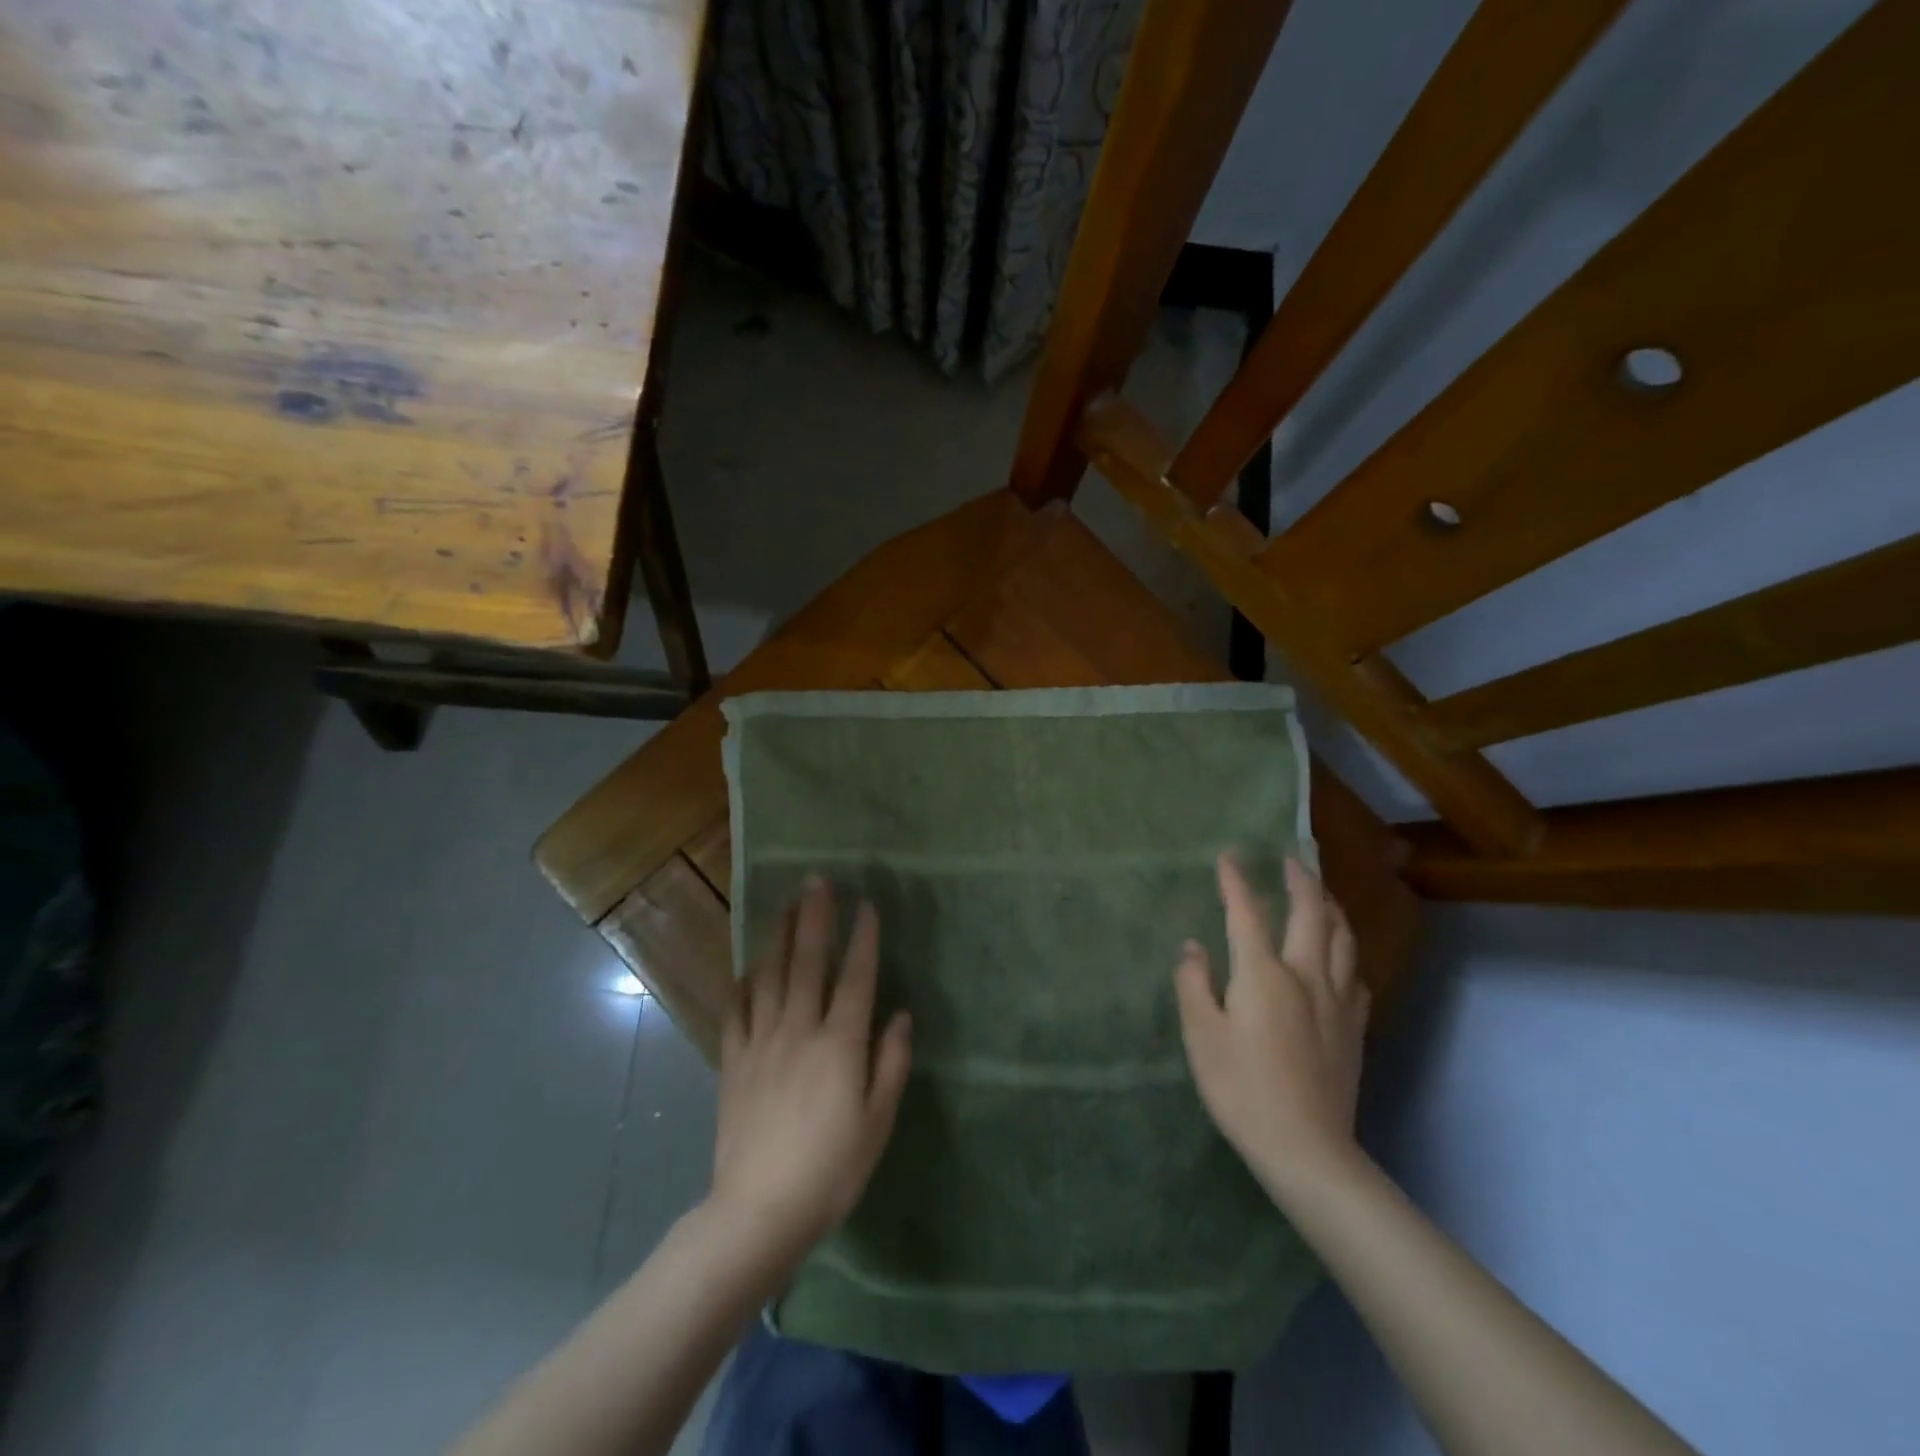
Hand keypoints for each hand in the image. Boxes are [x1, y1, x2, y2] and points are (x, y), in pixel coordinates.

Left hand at [708, 877, 913, 1264]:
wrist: (759, 1212)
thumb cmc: (831, 1170)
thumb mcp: (877, 1122)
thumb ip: (891, 1063)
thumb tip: (901, 1014)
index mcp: (840, 1044)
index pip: (856, 976)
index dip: (863, 937)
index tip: (866, 904)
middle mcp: (799, 1030)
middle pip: (807, 961)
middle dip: (814, 917)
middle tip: (817, 881)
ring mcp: (761, 1042)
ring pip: (769, 976)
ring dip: (777, 936)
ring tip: (784, 906)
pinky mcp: (733, 1062)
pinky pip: (737, 1011)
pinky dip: (744, 984)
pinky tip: (749, 968)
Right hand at [1174, 854, 1368, 1194]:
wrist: (1307, 1148)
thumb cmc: (1242, 1089)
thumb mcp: (1202, 1036)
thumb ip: (1195, 984)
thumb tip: (1193, 947)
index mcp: (1263, 974)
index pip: (1247, 913)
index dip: (1236, 882)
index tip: (1228, 857)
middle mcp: (1306, 976)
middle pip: (1310, 915)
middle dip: (1301, 881)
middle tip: (1293, 859)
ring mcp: (1337, 1002)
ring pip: (1343, 939)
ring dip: (1331, 908)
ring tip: (1322, 895)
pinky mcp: (1354, 1028)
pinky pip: (1356, 975)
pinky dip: (1347, 953)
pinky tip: (1341, 958)